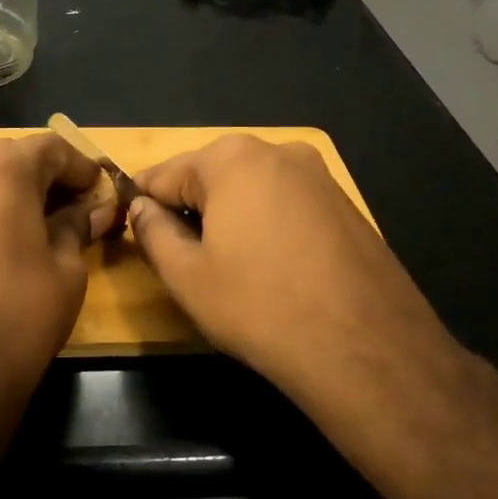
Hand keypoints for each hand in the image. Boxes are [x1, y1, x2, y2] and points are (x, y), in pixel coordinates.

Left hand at [0, 134, 116, 473]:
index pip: (51, 148)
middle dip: (47, 179)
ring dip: (12, 196)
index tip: (102, 192)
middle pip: (11, 160)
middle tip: (76, 210)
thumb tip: (96, 209)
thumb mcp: (67, 269)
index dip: (83, 167)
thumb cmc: (19, 315)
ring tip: (39, 230)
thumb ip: (79, 225)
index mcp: (0, 169)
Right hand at [129, 135, 489, 459]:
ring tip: (227, 268)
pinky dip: (266, 226)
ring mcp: (318, 176)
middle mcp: (278, 151)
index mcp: (231, 158)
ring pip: (250, 190)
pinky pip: (285, 205)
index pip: (163, 174)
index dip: (141, 204)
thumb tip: (140, 207)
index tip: (132, 233)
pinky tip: (270, 268)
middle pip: (210, 176)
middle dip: (189, 210)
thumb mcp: (186, 275)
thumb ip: (152, 231)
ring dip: (228, 218)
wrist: (365, 347)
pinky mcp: (345, 204)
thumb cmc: (259, 306)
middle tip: (182, 259)